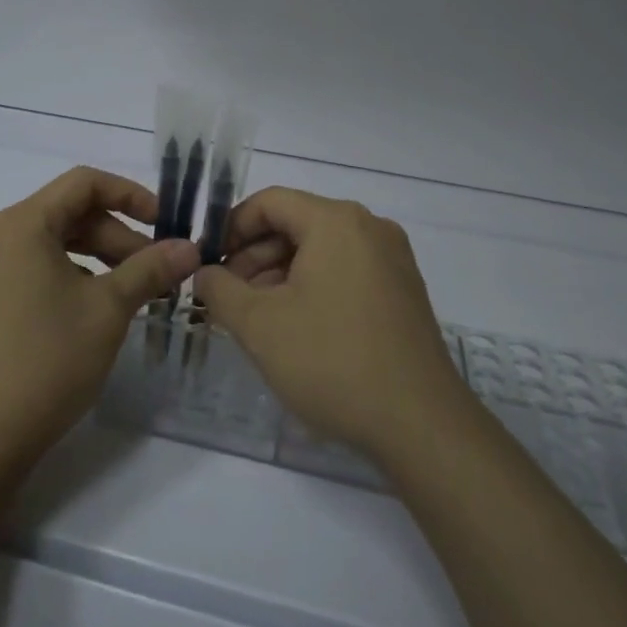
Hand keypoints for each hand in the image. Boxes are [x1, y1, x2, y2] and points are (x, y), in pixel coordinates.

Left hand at [0, 167, 200, 471]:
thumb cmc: (47, 360)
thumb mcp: (108, 308)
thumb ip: (151, 268)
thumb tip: (190, 247)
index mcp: (23, 224)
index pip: (84, 183)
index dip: (131, 194)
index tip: (165, 223)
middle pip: (71, 213)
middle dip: (120, 234)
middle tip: (158, 269)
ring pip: (56, 242)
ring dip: (102, 256)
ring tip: (137, 289)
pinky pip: (39, 267)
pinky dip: (76, 275)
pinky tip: (100, 307)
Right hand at [193, 188, 470, 459]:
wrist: (421, 424)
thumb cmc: (333, 362)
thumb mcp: (260, 325)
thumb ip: (220, 290)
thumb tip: (204, 273)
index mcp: (336, 221)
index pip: (270, 202)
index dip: (231, 228)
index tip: (209, 263)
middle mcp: (369, 227)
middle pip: (297, 223)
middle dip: (254, 256)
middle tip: (226, 296)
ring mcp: (392, 259)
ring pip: (321, 249)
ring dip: (280, 274)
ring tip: (255, 317)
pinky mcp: (403, 290)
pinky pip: (346, 270)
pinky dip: (313, 286)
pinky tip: (295, 326)